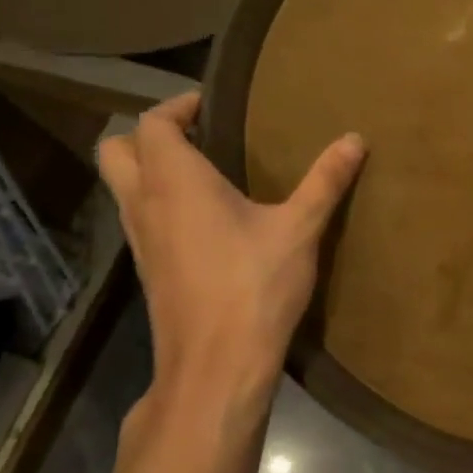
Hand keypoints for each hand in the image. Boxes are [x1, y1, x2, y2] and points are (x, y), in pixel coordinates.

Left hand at [97, 92, 364, 421]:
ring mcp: (140, 242)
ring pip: (124, 188)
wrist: (217, 367)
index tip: (212, 105)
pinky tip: (207, 221)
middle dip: (149, 135)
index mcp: (175, 183)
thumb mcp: (300, 229)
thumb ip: (325, 181)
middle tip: (200, 134)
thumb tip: (355, 138)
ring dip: (152, 170)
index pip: (152, 124)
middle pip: (117, 151)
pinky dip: (160, 204)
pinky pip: (140, 219)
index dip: (177, 107)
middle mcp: (145, 205)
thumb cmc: (254, 286)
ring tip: (207, 172)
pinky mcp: (149, 272)